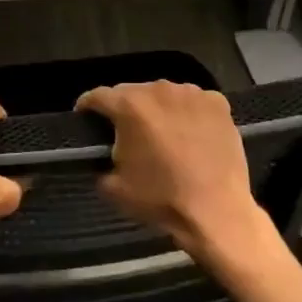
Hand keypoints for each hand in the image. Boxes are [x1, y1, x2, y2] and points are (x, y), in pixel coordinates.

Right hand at [75, 82, 269, 262]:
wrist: (216, 211)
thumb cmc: (161, 199)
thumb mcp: (113, 187)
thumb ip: (99, 162)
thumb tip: (102, 155)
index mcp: (129, 106)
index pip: (97, 96)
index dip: (86, 107)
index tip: (85, 118)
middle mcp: (158, 90)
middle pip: (131, 92)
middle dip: (124, 109)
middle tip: (127, 133)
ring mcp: (191, 93)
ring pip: (163, 94)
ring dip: (157, 108)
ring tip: (161, 133)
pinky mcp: (217, 102)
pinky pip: (192, 101)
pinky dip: (187, 112)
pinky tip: (191, 133)